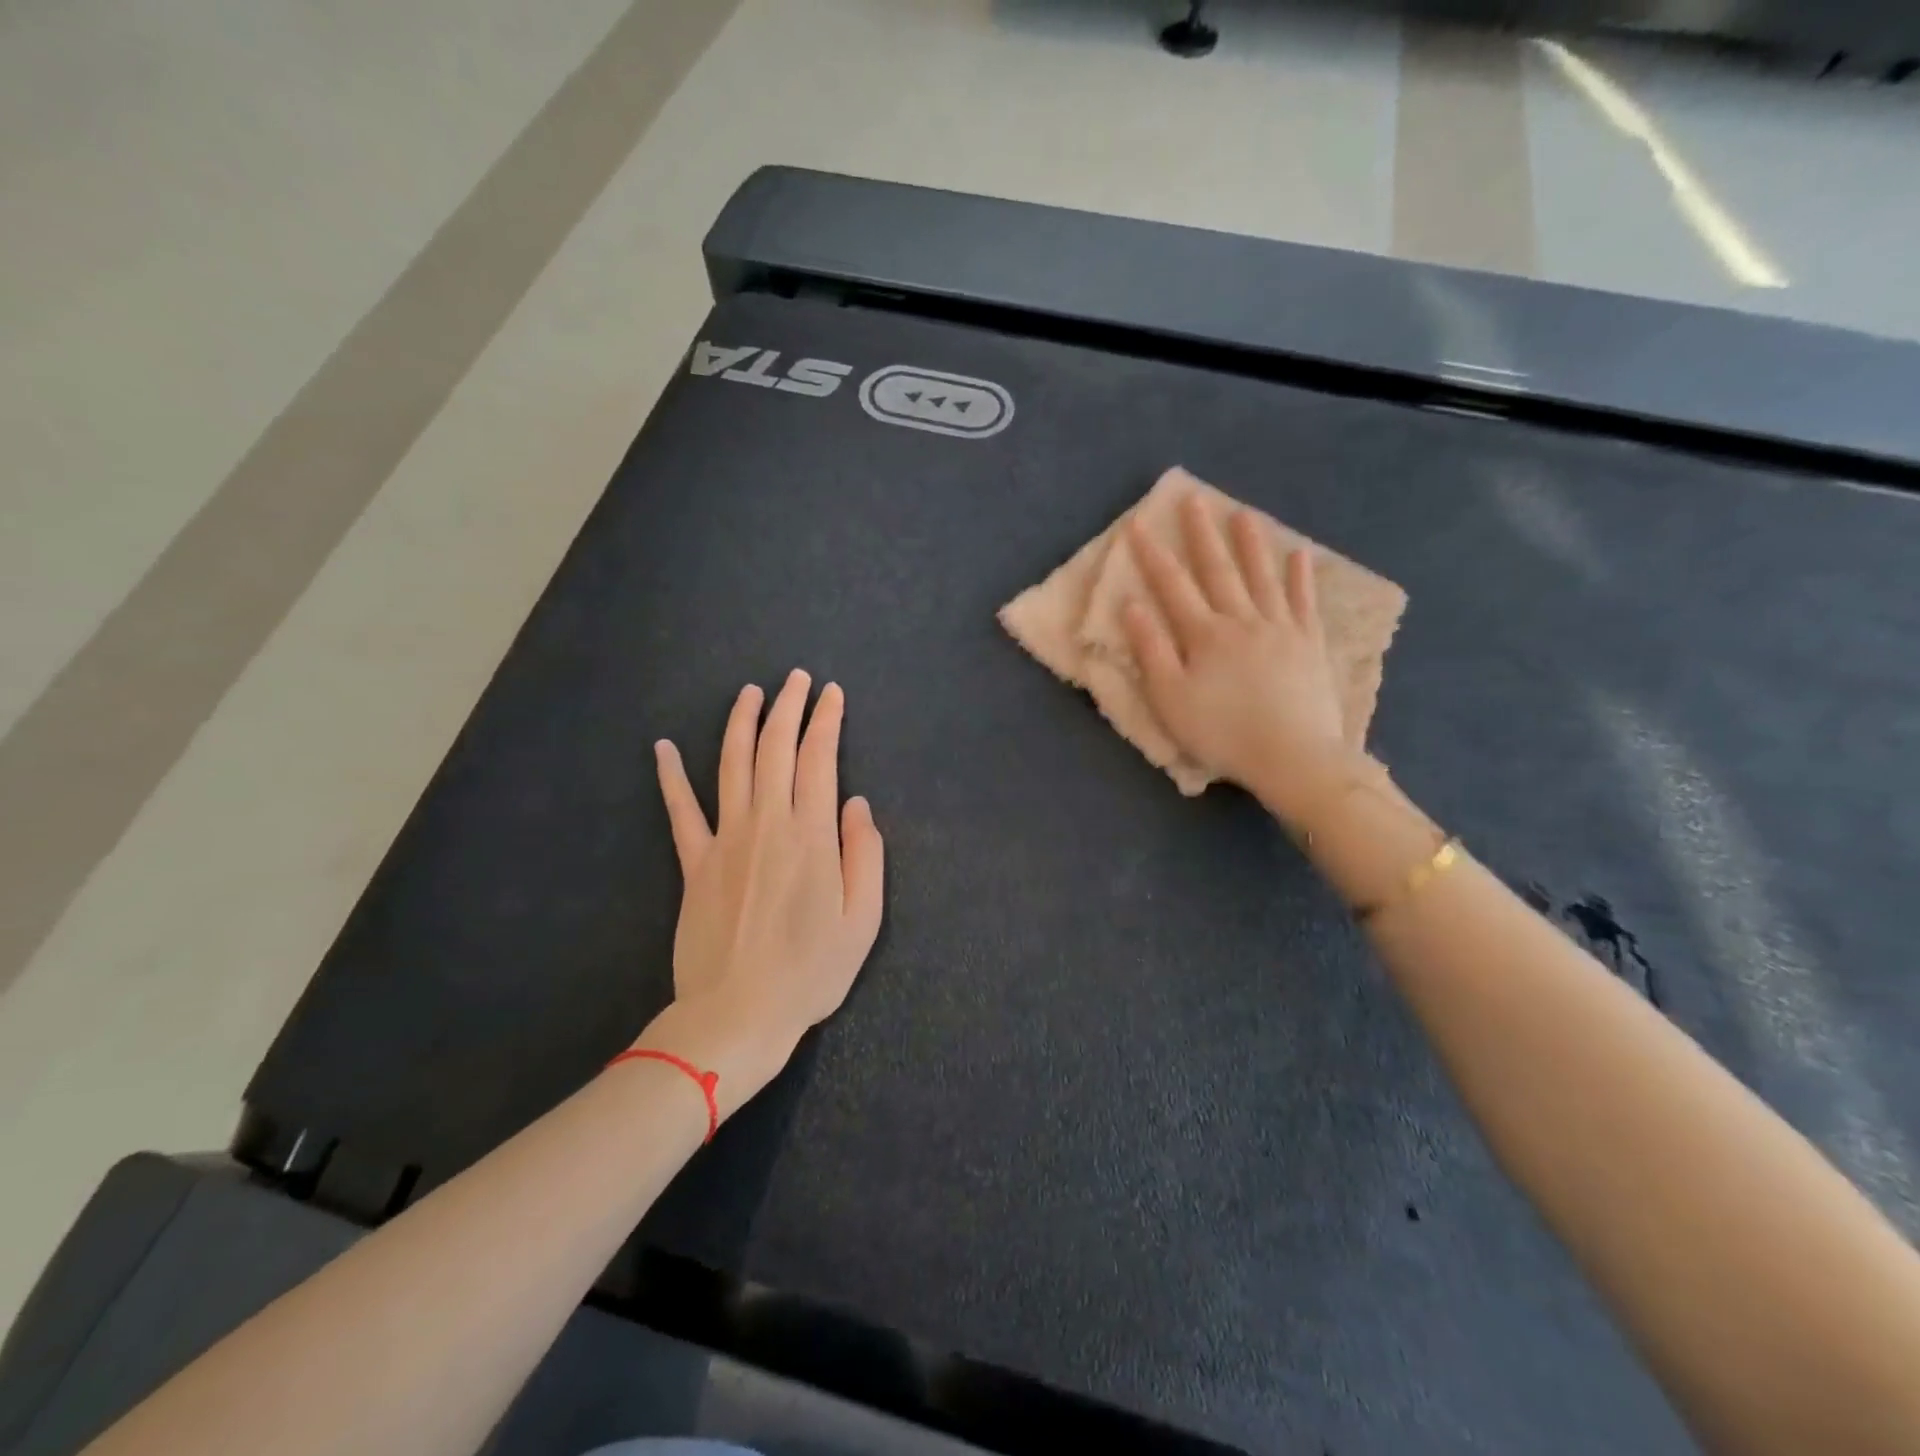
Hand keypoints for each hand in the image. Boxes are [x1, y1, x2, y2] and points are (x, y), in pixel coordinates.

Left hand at [644, 670, 884, 1116]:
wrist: (737, 1014)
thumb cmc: (810, 971)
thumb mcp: (862, 919)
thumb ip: (865, 854)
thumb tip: (855, 803)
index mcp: (811, 835)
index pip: (819, 759)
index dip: (826, 721)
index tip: (832, 694)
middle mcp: (766, 824)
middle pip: (776, 749)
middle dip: (788, 707)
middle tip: (796, 678)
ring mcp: (724, 840)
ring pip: (733, 765)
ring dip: (741, 723)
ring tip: (751, 692)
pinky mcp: (694, 863)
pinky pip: (680, 810)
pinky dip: (670, 776)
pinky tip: (663, 747)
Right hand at [1122, 497, 1353, 826]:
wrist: (1292, 756)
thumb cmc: (1222, 733)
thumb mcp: (1171, 699)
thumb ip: (1151, 651)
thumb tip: (1132, 606)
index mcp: (1205, 635)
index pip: (1172, 586)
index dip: (1152, 555)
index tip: (1138, 524)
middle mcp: (1242, 620)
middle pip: (1218, 570)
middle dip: (1201, 535)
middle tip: (1192, 499)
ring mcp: (1281, 628)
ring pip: (1262, 577)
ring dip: (1250, 543)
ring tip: (1241, 513)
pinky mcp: (1309, 644)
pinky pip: (1304, 601)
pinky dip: (1300, 577)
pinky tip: (1299, 554)